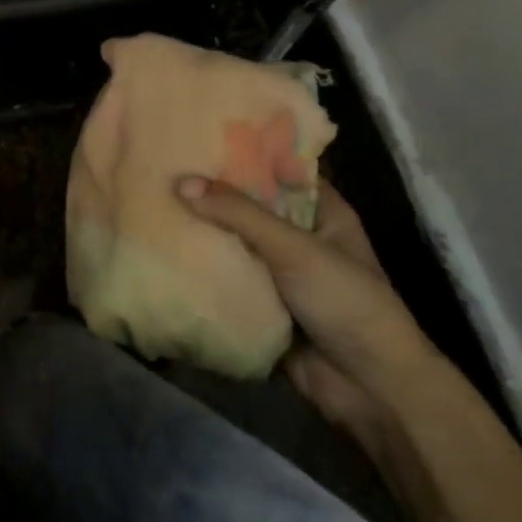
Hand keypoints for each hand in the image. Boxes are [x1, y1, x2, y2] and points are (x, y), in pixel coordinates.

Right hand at [175, 176, 442, 453]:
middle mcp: (300, 237)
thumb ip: (240, 214)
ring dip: (202, 228)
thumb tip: (180, 182)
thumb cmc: (346, 302)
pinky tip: (162, 245)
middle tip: (164, 163)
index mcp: (323, 213)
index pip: (280, 169)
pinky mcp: (261, 303)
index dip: (245, 150)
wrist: (370, 390)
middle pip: (250, 205)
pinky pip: (225, 276)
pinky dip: (200, 266)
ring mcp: (279, 272)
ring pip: (234, 241)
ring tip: (152, 197)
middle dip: (212, 190)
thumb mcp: (296, 248)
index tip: (200, 131)